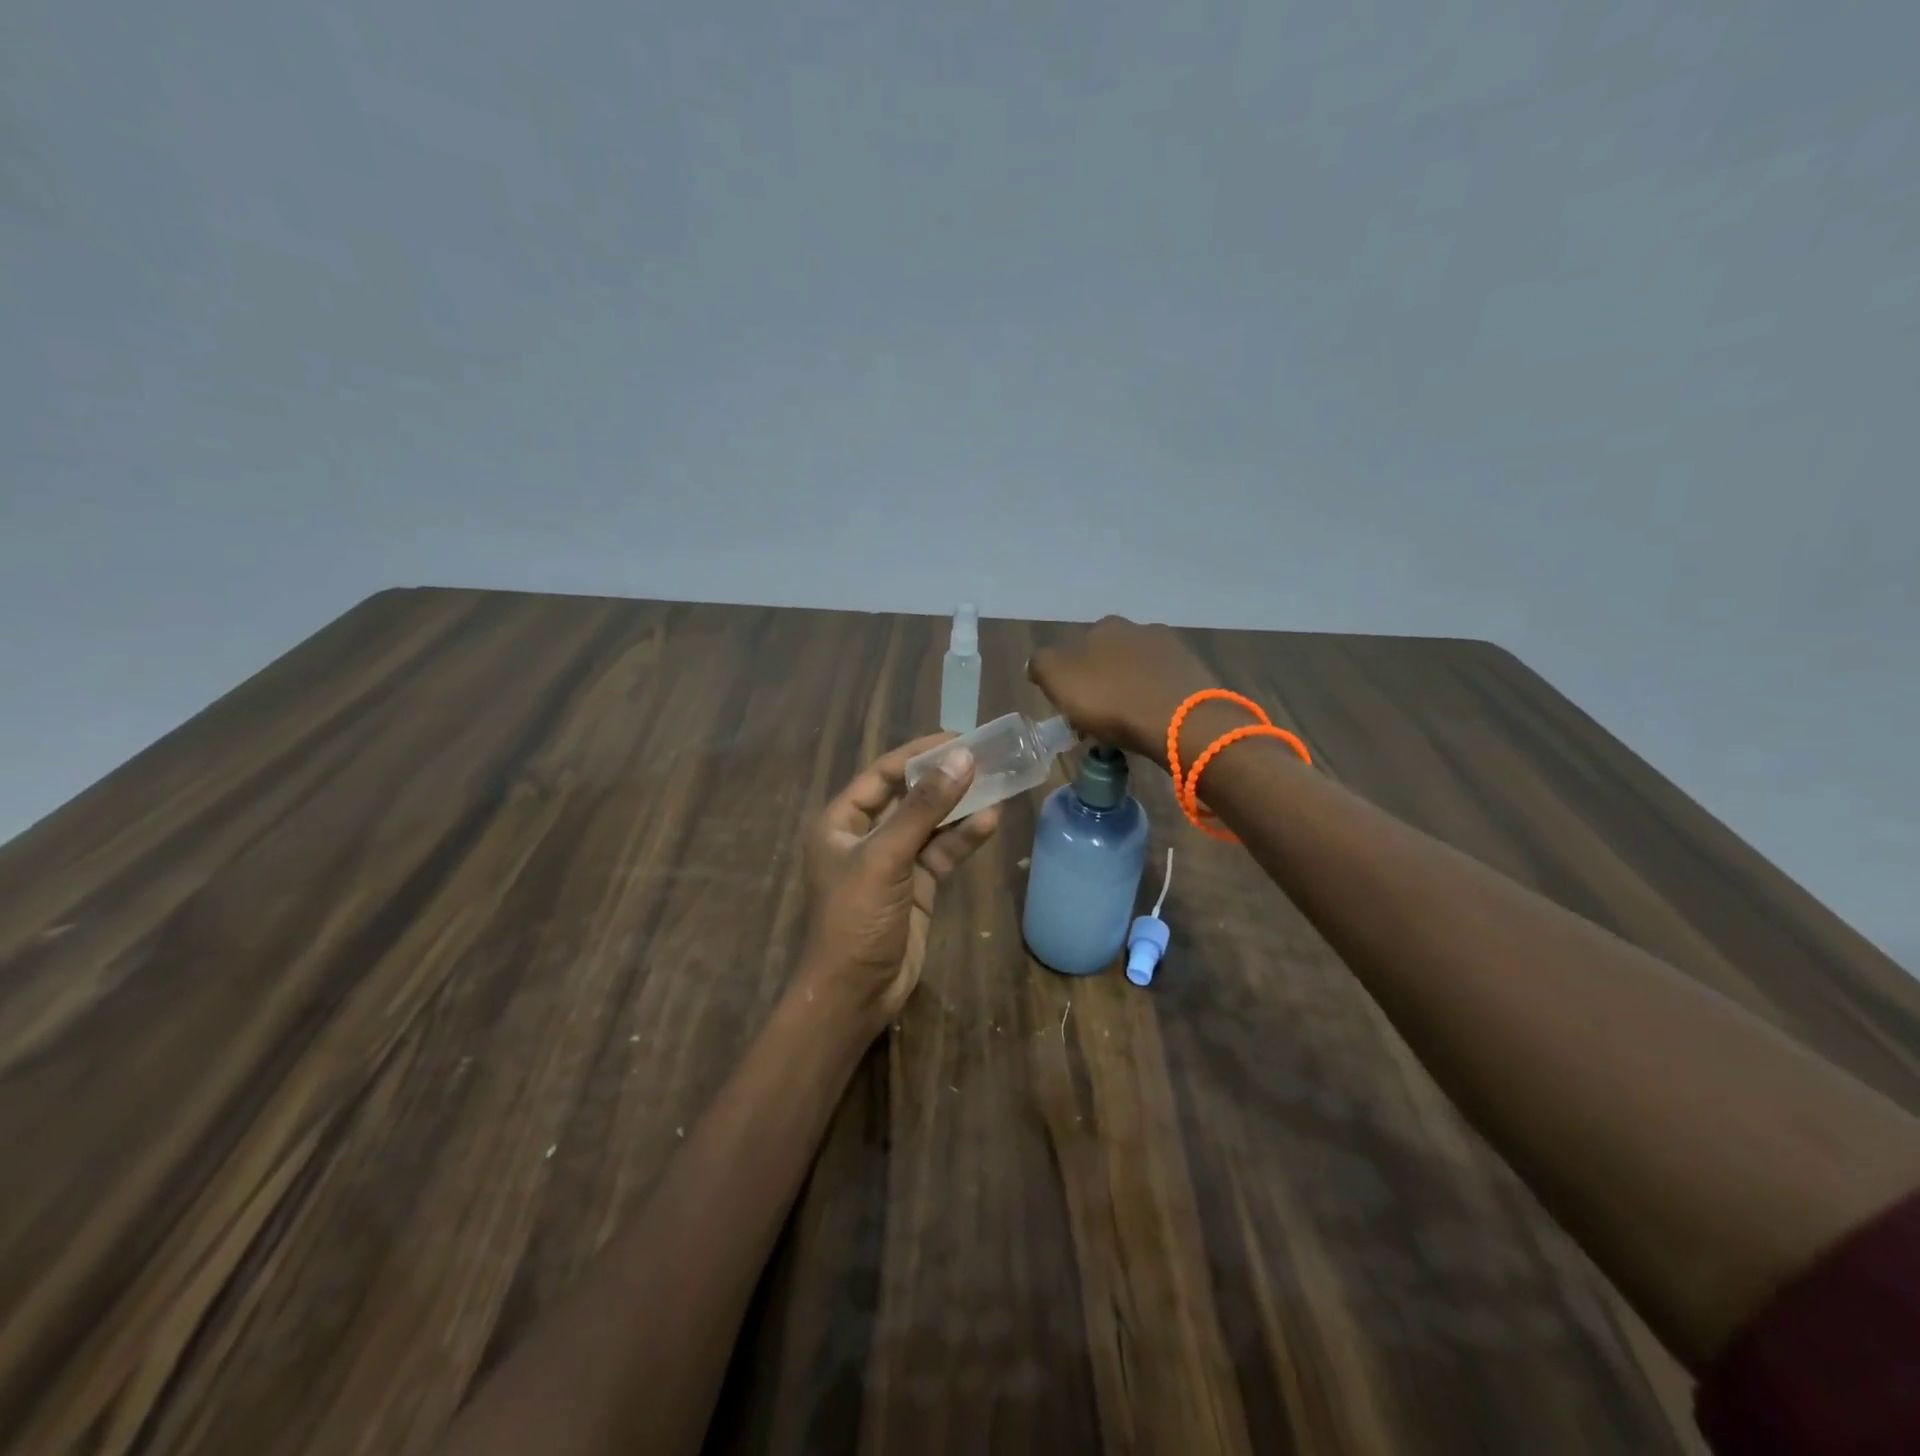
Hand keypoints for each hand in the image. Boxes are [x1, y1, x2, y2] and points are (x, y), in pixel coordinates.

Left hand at [798, 734, 1002, 1027]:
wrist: (855, 994)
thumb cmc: (855, 918)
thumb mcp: (886, 857)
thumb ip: (924, 808)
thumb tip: (962, 758)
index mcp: (841, 822)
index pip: (883, 774)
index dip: (919, 753)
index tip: (959, 738)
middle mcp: (866, 836)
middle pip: (910, 796)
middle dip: (945, 778)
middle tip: (986, 757)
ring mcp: (894, 862)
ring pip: (931, 824)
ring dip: (961, 806)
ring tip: (998, 782)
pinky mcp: (917, 886)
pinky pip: (942, 853)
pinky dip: (964, 838)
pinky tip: (991, 821)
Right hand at [1027, 616, 1220, 773]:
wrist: (1181, 720)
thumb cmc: (1111, 701)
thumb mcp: (1057, 680)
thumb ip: (1041, 664)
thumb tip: (1038, 663)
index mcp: (1101, 627)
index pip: (1075, 649)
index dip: (1070, 679)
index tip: (1071, 707)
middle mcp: (1136, 628)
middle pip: (1108, 657)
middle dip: (1102, 682)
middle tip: (1099, 716)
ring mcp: (1170, 648)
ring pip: (1138, 669)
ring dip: (1130, 689)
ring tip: (1129, 722)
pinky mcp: (1194, 671)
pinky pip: (1163, 685)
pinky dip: (1155, 699)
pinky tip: (1154, 720)